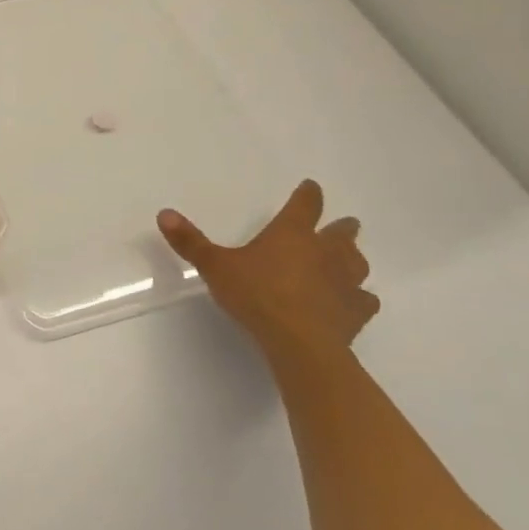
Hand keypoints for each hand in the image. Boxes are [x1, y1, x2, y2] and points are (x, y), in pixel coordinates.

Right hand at [157, 180, 377, 359]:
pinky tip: (353, 301)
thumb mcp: (215, 266)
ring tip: (348, 261)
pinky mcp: (356, 312)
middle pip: (342, 233)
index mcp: (292, 234)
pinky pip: (364, 300)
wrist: (300, 342)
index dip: (308, 195)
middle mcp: (325, 252)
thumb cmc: (257, 296)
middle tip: (343, 225)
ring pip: (357, 263)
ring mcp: (345, 282)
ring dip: (353, 259)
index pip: (305, 205)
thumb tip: (164, 213)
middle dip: (341, 228)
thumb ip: (191, 242)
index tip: (311, 187)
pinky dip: (359, 298)